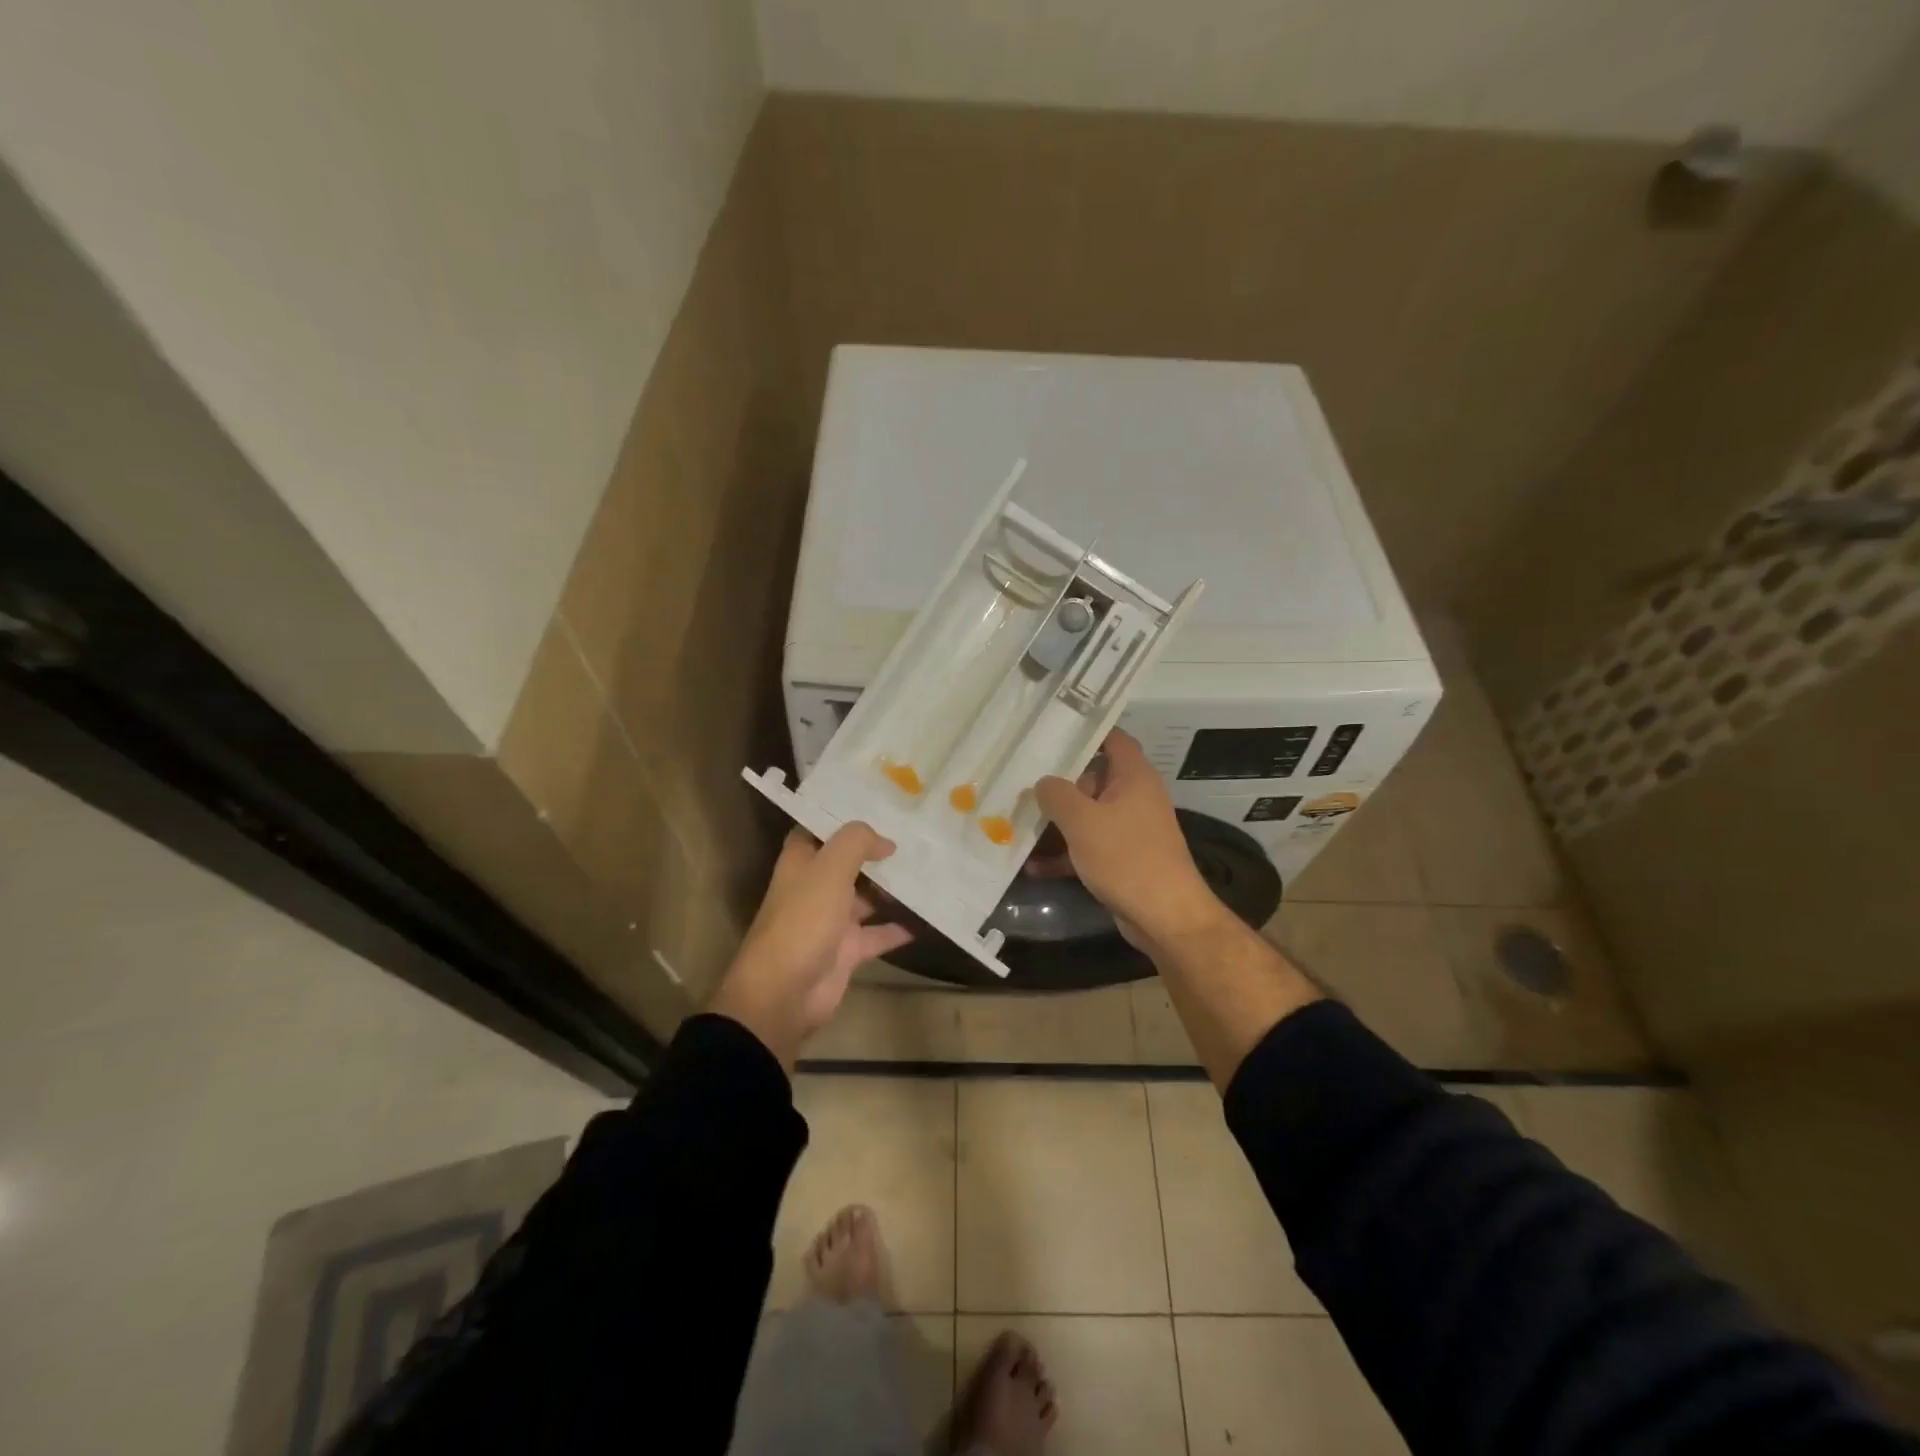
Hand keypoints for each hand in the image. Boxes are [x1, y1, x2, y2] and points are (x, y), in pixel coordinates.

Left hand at [708, 824, 912, 1070]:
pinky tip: (928, 916)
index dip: (846, 816)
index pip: (821, 828)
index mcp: (802, 861)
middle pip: (850, 862)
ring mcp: (832, 920)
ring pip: (867, 897)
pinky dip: (900, 928)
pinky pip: (879, 934)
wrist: (784, 992)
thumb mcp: (830, 869)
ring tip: (930, 869)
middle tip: (917, 834)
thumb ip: (857, 842)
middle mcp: (815, 886)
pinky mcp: (848, 950)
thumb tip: (885, 841)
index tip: (880, 803)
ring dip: (893, 888)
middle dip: (878, 850)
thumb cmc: (803, 919)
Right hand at [1033, 730, 1226, 950]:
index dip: (1086, 730)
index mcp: (1133, 776)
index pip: (1112, 738)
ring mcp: (1130, 829)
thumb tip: (1043, 782)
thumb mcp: (1082, 820)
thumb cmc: (1126, 857)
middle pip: (1093, 777)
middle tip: (1022, 779)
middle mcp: (1135, 796)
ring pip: (1088, 814)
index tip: (1052, 731)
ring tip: (1018, 821)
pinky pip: (1089, 846)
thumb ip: (1057, 794)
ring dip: (1057, 821)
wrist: (1164, 917)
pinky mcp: (1123, 858)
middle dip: (1059, 781)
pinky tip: (1034, 867)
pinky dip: (1065, 853)